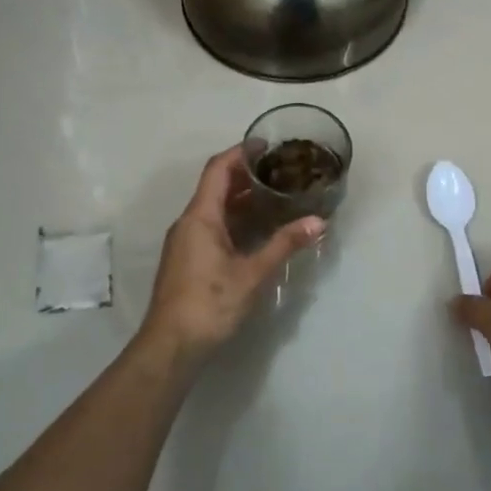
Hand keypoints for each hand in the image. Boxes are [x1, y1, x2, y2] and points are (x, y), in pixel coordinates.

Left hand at [139, 146, 323, 365]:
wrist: (171, 346)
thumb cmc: (210, 304)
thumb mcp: (252, 274)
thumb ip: (284, 244)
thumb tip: (318, 222)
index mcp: (200, 216)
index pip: (218, 169)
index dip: (241, 152)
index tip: (266, 144)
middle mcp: (188, 222)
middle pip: (215, 186)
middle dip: (246, 175)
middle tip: (279, 171)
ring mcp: (185, 242)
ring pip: (214, 208)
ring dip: (241, 199)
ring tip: (275, 196)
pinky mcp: (187, 259)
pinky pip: (212, 226)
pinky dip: (234, 219)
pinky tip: (257, 230)